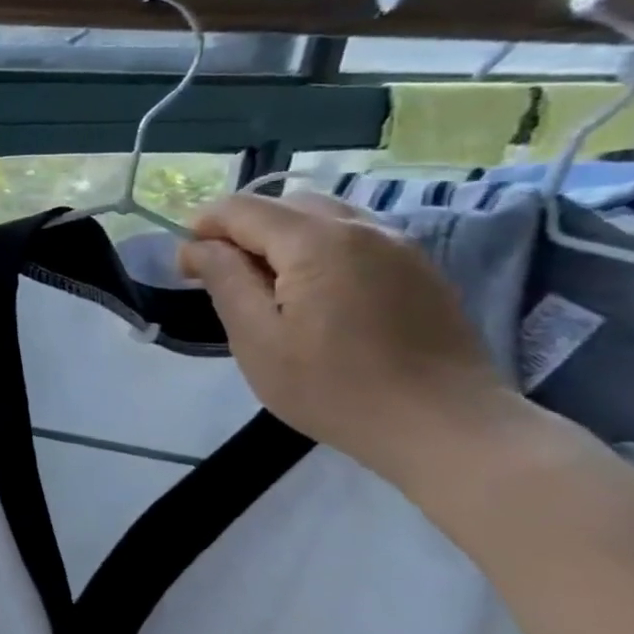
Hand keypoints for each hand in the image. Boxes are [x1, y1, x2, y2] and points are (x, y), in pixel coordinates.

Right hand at [177, 192, 515, 482]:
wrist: (447, 428)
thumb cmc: (334, 388)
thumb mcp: (257, 339)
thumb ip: (224, 280)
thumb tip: (198, 247)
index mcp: (317, 242)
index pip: (241, 209)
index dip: (201, 229)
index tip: (185, 270)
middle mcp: (362, 228)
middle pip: (283, 205)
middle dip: (240, 230)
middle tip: (220, 277)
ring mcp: (400, 246)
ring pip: (322, 217)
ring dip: (280, 238)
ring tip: (264, 285)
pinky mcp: (420, 270)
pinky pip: (353, 238)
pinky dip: (316, 250)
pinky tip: (310, 294)